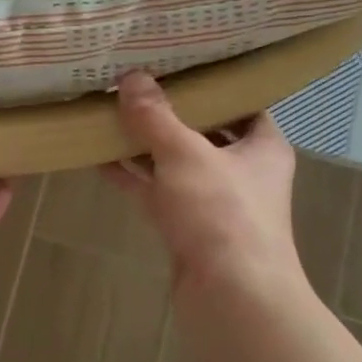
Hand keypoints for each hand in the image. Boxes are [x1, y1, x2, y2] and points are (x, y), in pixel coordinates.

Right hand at [102, 70, 301, 299]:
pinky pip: (158, 193)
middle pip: (203, 132)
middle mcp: (243, 171)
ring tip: (108, 114)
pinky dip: (134, 178)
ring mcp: (214, 203)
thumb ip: (156, 117)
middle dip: (168, 113)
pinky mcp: (188, 229)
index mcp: (262, 146)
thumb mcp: (186, 154)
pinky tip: (99, 159)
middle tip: (132, 83)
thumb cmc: (223, 214)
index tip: (176, 63)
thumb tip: (131, 78)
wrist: (232, 298)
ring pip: (176, 164)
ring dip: (145, 146)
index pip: (241, 103)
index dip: (211, 83)